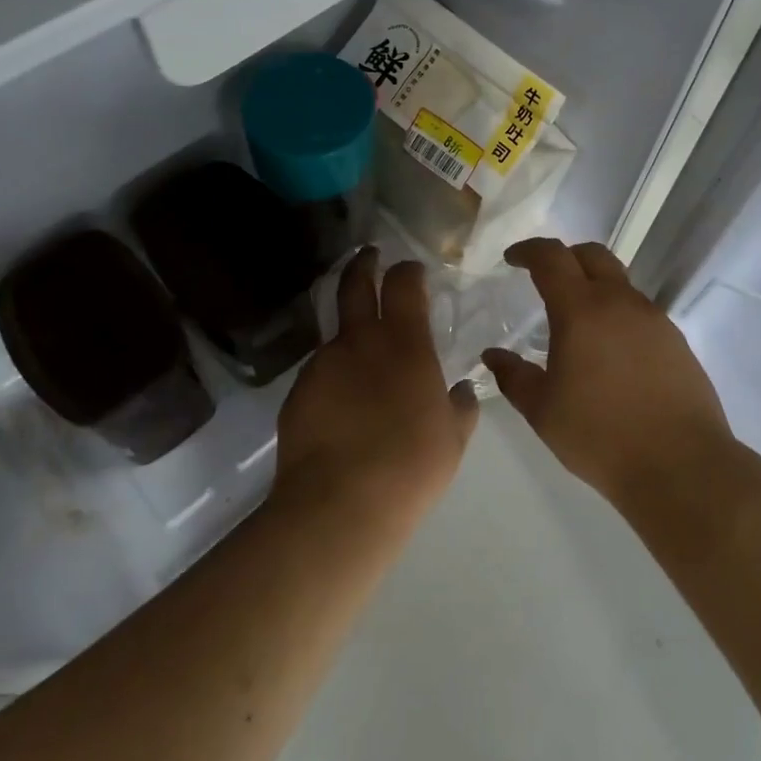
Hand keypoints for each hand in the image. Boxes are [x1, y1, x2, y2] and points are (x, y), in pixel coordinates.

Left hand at [274, 247, 478, 536]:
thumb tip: (462, 390)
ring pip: (335, 332)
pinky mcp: (297, 391)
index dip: (408, 271)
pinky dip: (334, 374)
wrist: (339, 504)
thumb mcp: (452, 439)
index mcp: (404, 343)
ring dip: (349, 331)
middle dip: (363, 264)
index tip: (412, 270)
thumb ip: (461, 407)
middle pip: (355, 284)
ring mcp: (322, 364)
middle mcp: (359, 341)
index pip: (403, 284)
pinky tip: (341, 404)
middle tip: (369, 256)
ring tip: (360, 357)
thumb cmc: (410, 466)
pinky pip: (320, 371)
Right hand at [482, 238, 732, 508]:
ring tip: (576, 321)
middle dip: (564, 257)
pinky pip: (639, 310)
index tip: (512, 259)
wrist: (680, 465)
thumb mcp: (542, 410)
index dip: (528, 250)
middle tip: (544, 278)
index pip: (551, 257)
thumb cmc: (600, 435)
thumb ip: (513, 376)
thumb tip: (493, 355)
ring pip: (619, 282)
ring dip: (593, 286)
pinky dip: (616, 314)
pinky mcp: (676, 340)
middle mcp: (620, 302)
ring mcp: (653, 318)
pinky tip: (609, 351)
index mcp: (581, 310)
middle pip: (592, 254)